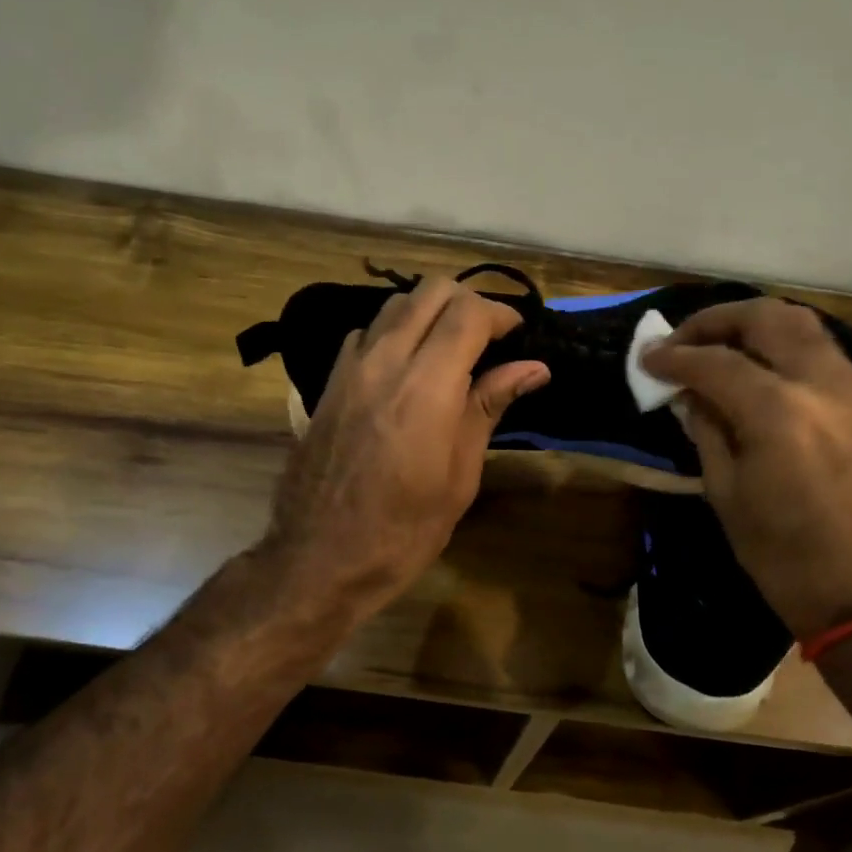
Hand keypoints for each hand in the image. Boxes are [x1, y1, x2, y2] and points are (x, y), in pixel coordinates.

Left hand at [260, 275, 549, 623]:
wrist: (318, 560)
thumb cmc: (402, 531)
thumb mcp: (459, 475)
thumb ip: (488, 408)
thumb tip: (533, 368)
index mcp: (425, 387)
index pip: (467, 313)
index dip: (501, 314)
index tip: (518, 336)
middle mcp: (384, 362)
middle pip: (429, 291)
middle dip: (467, 302)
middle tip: (489, 337)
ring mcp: (349, 369)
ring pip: (394, 305)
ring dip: (430, 312)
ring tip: (452, 348)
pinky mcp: (328, 383)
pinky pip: (367, 333)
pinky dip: (395, 332)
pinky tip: (408, 367)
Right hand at [640, 298, 851, 638]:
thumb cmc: (787, 558)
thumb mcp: (728, 496)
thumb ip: (707, 432)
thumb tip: (689, 395)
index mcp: (779, 413)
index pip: (715, 362)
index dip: (674, 357)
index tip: (647, 359)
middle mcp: (822, 384)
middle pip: (766, 318)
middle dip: (717, 320)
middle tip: (682, 339)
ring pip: (802, 325)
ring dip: (753, 325)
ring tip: (719, 346)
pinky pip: (822, 352)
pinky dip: (784, 345)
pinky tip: (761, 369)